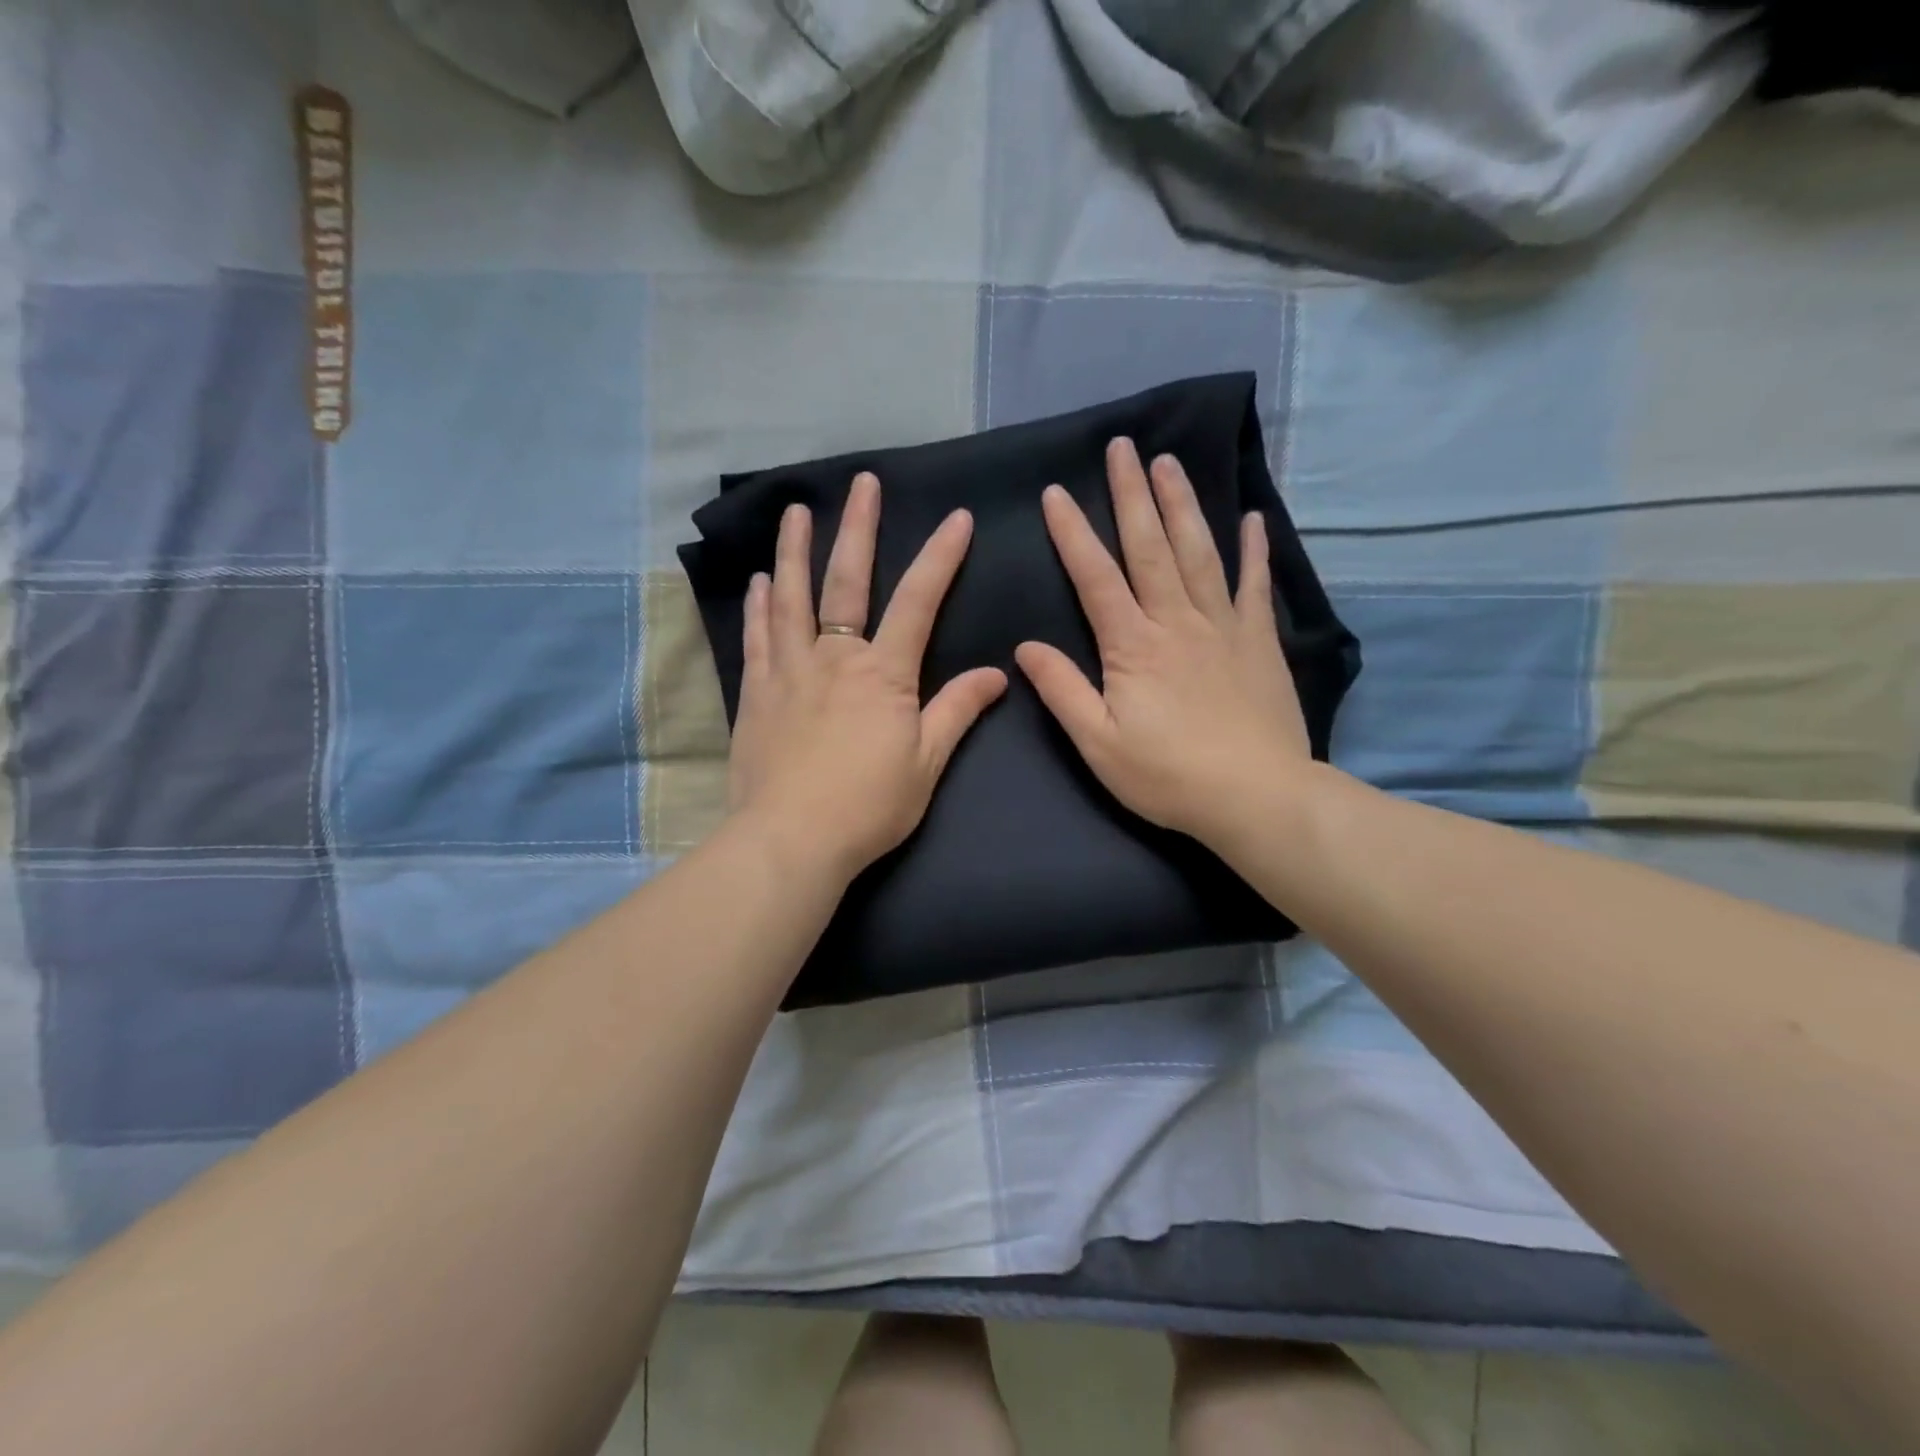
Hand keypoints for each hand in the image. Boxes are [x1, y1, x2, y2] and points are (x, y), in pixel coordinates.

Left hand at [728, 473, 1008, 881]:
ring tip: (795, 513)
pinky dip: (759, 606)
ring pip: (790, 597)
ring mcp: (789, 671)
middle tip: (862, 484)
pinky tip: (758, 582)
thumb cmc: (868, 806)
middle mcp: (834, 657)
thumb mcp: (927, 763)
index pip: (919, 601)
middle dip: (859, 529)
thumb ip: (957, 711)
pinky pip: (757, 637)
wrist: (791, 839)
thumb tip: (997, 673)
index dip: (940, 557)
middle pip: (846, 581)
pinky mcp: (757, 693)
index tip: (956, 518)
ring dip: (794, 551)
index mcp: (883, 673)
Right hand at [1014, 439, 1311, 846]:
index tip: (1056, 491)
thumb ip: (1062, 690)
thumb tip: (1026, 646)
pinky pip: (1255, 585)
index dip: (1073, 533)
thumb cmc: (1168, 776)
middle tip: (1123, 446)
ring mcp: (1223, 627)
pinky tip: (1252, 517)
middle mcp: (1176, 622)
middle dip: (1132, 494)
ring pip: (1199, 553)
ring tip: (1169, 462)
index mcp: (1132, 647)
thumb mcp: (1098, 744)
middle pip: (1151, 548)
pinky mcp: (1258, 642)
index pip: (1095, 577)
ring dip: (1182, 505)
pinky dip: (1253, 549)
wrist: (1255, 797)